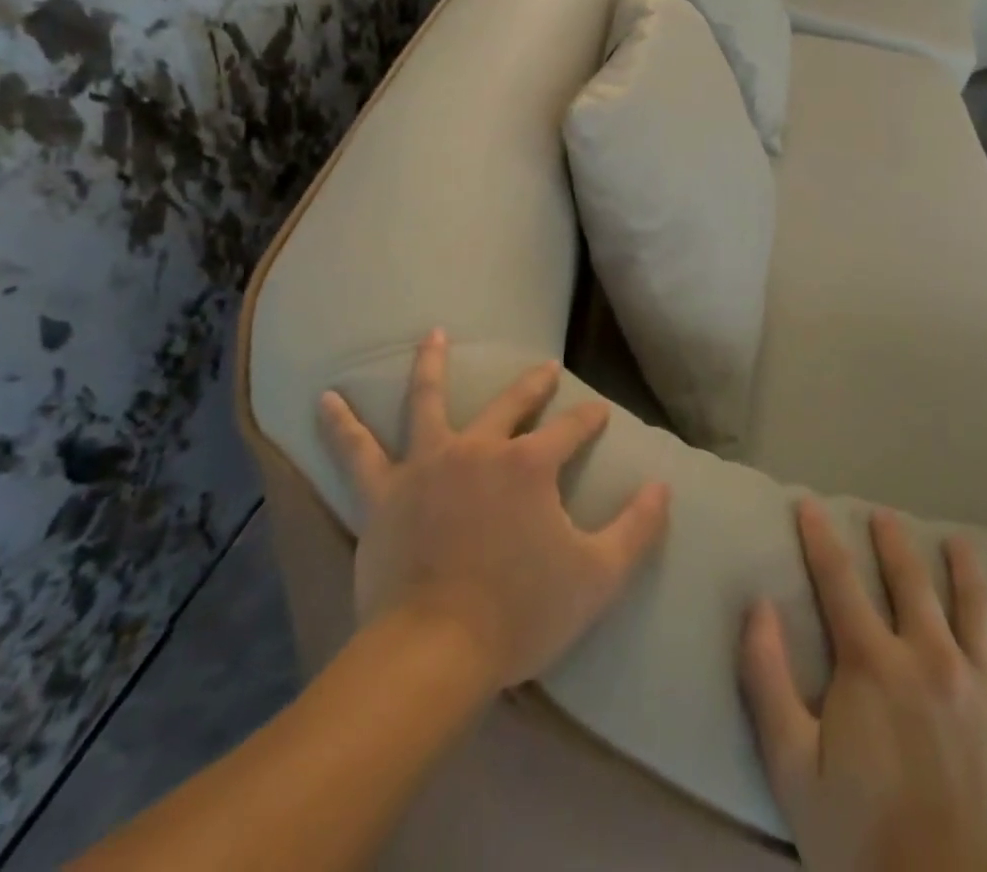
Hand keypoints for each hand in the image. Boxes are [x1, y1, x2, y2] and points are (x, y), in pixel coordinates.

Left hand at [319, 330, 671, 693]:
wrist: (434, 652)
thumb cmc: (520, 613)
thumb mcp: (597, 576)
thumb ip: (636, 528)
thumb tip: (663, 487)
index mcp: (530, 465)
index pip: (571, 430)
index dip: (588, 419)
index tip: (599, 411)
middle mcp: (480, 449)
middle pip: (511, 405)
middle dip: (533, 386)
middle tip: (545, 370)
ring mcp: (428, 465)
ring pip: (428, 401)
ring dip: (433, 365)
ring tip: (433, 335)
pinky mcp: (384, 493)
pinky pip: (357, 452)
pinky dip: (340, 424)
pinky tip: (323, 400)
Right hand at [741, 500, 986, 871]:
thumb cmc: (867, 850)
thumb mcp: (793, 771)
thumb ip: (767, 680)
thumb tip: (758, 605)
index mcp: (872, 663)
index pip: (837, 580)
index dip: (819, 537)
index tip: (809, 503)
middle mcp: (931, 657)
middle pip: (909, 581)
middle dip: (892, 542)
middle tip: (884, 515)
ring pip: (976, 607)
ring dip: (965, 568)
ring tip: (959, 542)